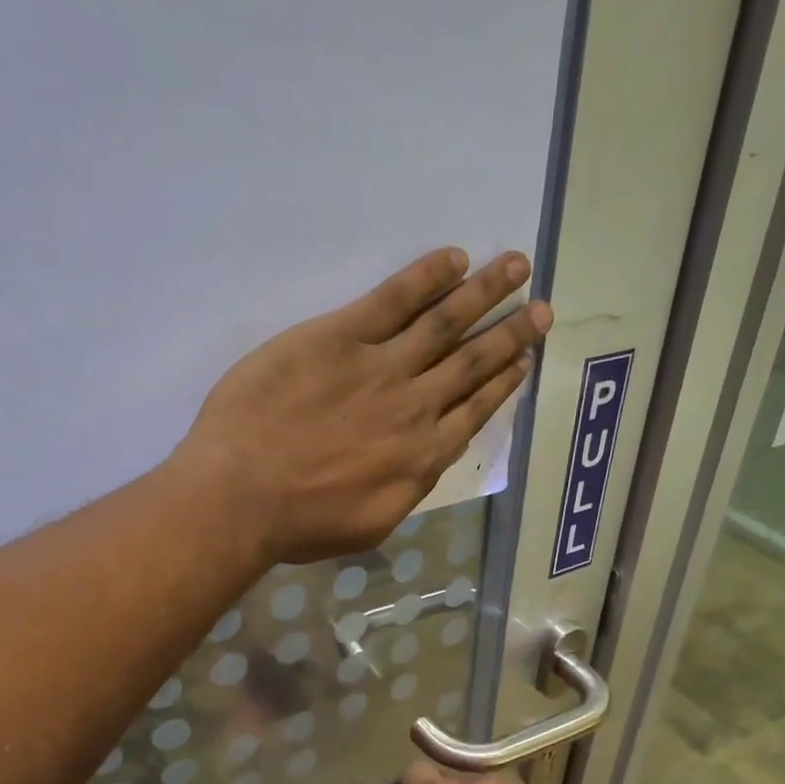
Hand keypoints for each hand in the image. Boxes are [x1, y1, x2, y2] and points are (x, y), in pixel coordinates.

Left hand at [171, 248, 551, 564]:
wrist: (242, 496)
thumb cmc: (301, 524)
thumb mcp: (372, 524)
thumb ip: (408, 488)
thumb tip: (427, 458)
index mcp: (423, 458)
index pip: (475, 410)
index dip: (503, 382)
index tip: (524, 360)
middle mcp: (415, 407)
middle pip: (472, 362)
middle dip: (511, 333)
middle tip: (542, 308)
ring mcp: (380, 367)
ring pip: (445, 322)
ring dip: (486, 292)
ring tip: (517, 265)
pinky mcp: (340, 336)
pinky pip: (393, 299)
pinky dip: (427, 276)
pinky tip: (454, 259)